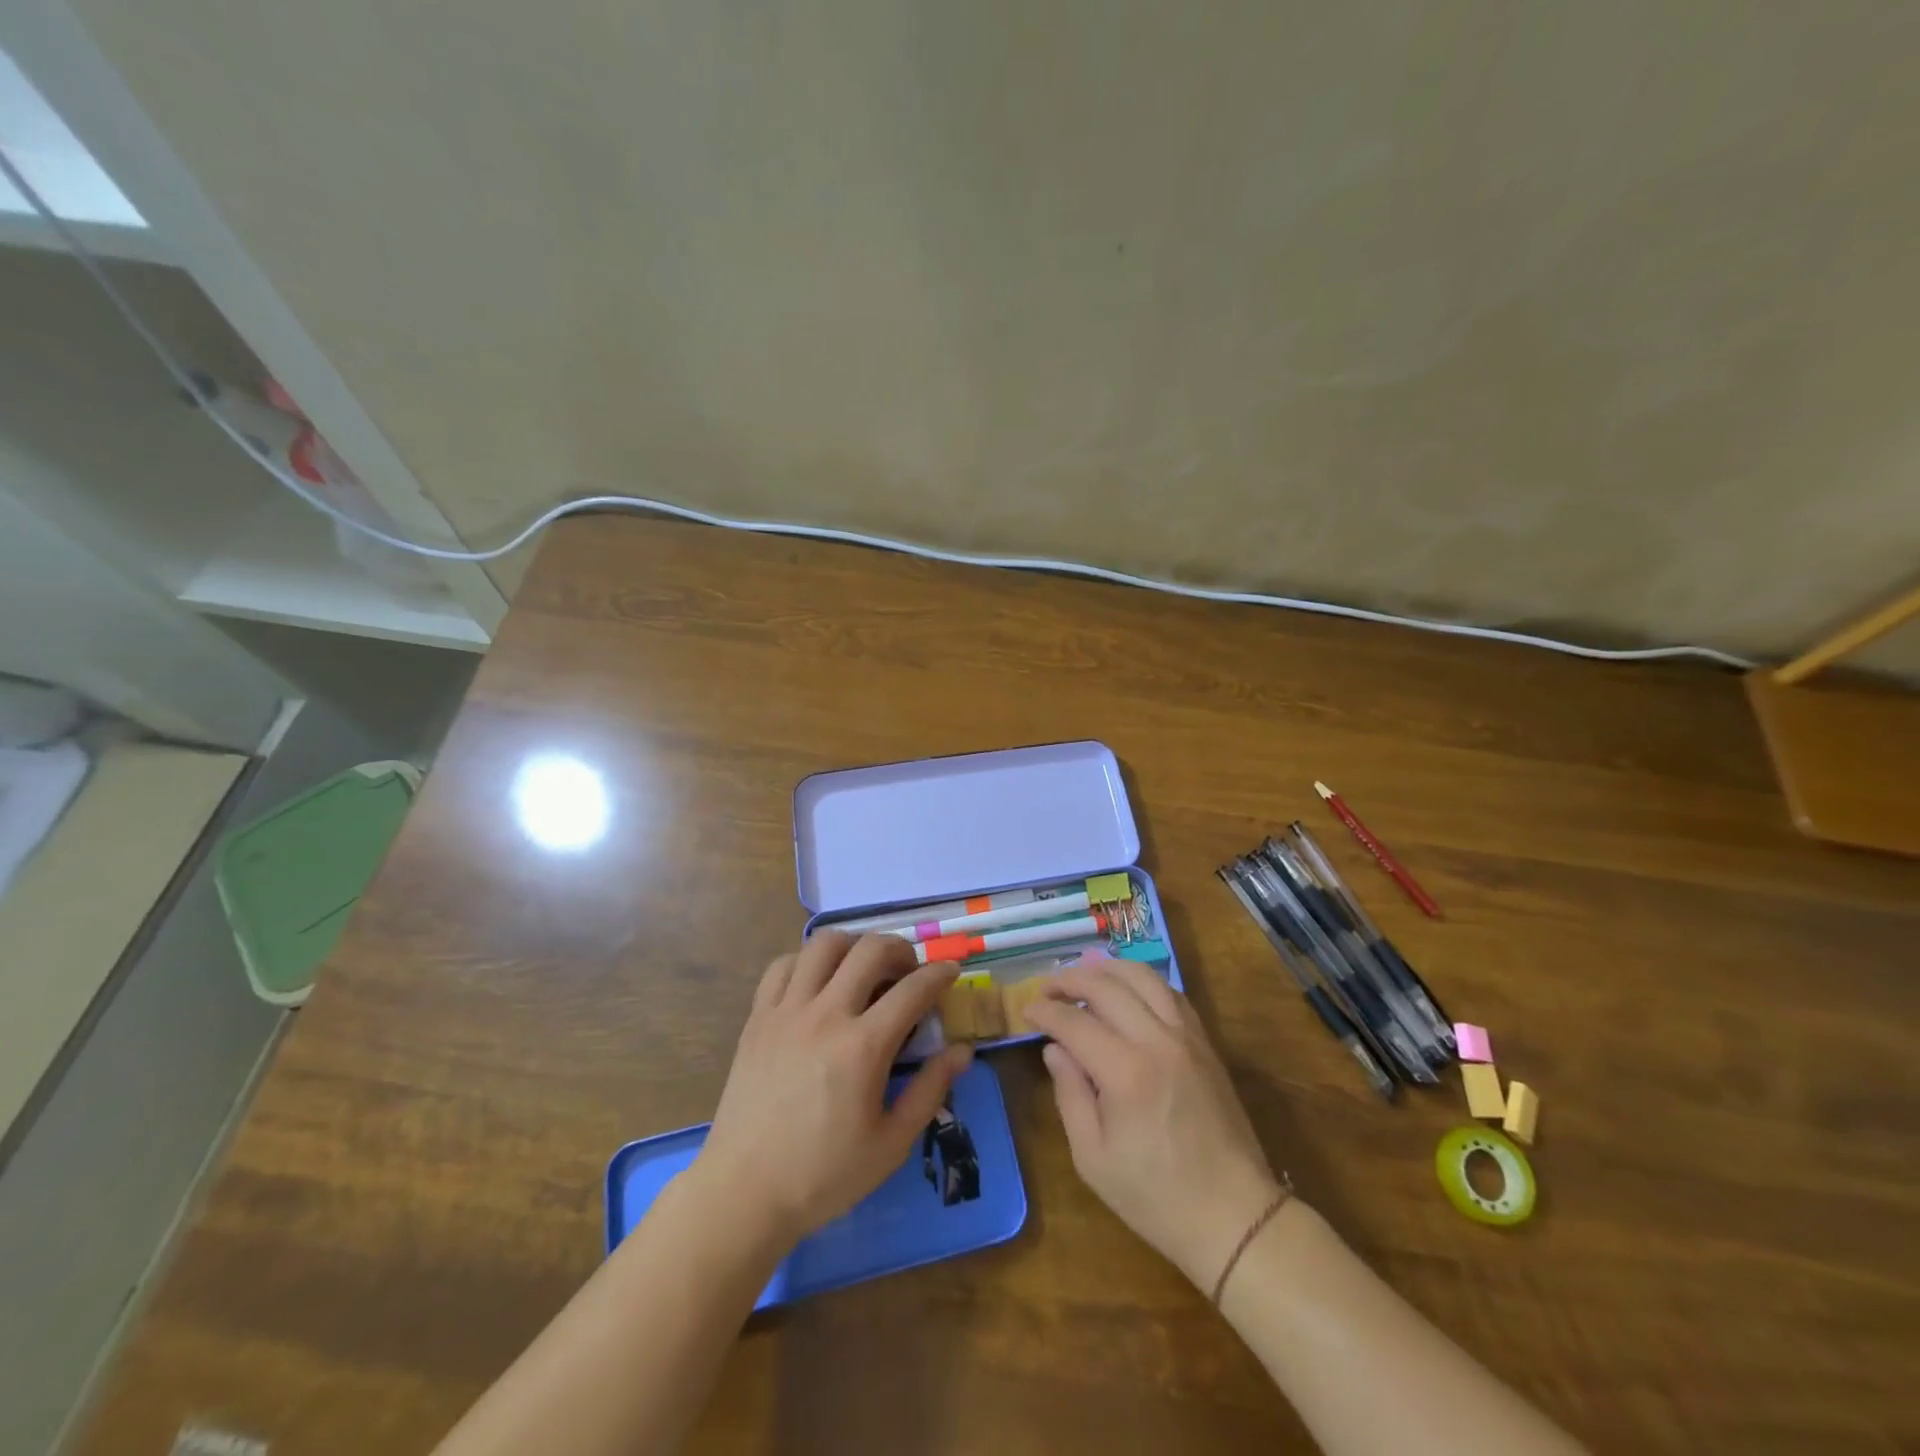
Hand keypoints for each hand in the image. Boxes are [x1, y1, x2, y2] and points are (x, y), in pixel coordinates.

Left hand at [696, 932, 972, 1246]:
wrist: (744, 1192)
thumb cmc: (824, 1175)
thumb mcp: (891, 1144)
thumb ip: (930, 1090)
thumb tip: (963, 1050)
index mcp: (863, 1047)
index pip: (913, 989)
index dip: (940, 973)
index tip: (951, 970)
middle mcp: (826, 1015)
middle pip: (870, 950)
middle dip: (900, 948)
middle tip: (909, 969)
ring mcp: (786, 1011)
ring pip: (824, 945)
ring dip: (853, 945)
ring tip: (863, 966)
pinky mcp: (757, 1017)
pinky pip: (783, 965)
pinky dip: (807, 960)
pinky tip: (818, 981)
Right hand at [1023, 960, 1283, 1291]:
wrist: (1234, 1216)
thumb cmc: (1155, 1197)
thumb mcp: (1093, 1158)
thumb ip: (1070, 1095)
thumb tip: (1054, 1049)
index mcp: (1125, 1072)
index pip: (1075, 1022)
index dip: (1045, 1011)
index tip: (1027, 1011)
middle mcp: (1157, 1041)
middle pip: (1107, 986)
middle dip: (1071, 979)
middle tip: (1048, 989)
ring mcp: (1186, 1038)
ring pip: (1144, 978)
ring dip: (1108, 970)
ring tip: (1084, 976)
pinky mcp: (1205, 1043)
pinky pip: (1171, 994)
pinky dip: (1143, 982)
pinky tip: (1128, 991)